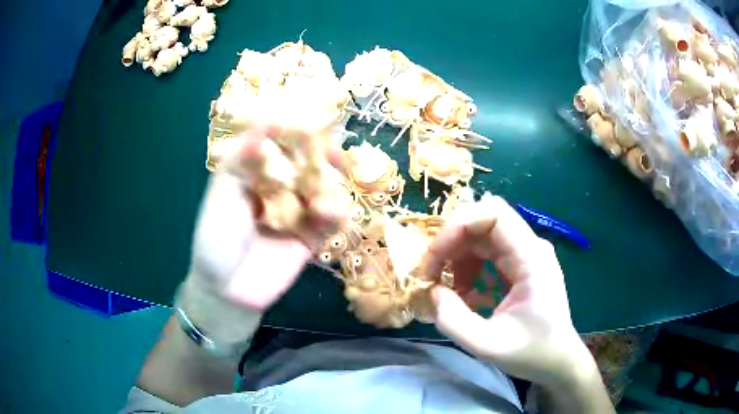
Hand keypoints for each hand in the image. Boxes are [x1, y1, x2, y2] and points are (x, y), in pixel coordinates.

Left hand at [178, 126, 345, 343]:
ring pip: (324, 188)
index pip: (280, 143)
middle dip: (322, 155)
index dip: (296, 130)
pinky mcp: (312, 235)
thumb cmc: (216, 237)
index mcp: (256, 172)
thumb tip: (266, 119)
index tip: (310, 118)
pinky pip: (331, 219)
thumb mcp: (222, 194)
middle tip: (332, 152)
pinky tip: (329, 212)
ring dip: (329, 186)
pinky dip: (335, 212)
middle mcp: (280, 186)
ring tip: (320, 196)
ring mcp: (298, 210)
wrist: (227, 290)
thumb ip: (244, 159)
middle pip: (308, 162)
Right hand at [421, 193, 596, 389]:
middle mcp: (530, 248)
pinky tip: (464, 295)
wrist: (558, 360)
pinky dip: (468, 268)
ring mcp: (526, 256)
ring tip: (446, 289)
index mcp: (532, 259)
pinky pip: (488, 254)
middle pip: (484, 223)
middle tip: (431, 274)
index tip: (434, 257)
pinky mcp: (520, 267)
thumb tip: (433, 291)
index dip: (458, 226)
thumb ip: (454, 321)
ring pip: (483, 237)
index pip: (494, 214)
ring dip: (457, 257)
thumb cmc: (532, 353)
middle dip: (451, 243)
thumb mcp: (488, 346)